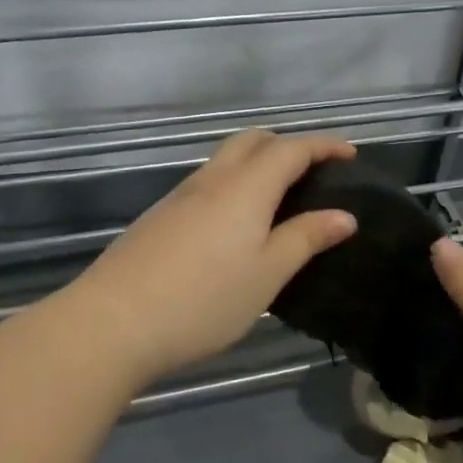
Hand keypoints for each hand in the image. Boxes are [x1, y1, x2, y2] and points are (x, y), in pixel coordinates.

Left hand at [52, 130, 358, 390]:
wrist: (113, 321)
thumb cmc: (204, 300)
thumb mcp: (267, 274)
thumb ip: (306, 238)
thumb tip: (345, 215)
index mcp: (246, 187)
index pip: (291, 149)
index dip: (324, 146)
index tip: (350, 154)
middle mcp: (213, 179)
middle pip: (253, 141)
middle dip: (287, 145)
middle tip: (313, 172)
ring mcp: (181, 196)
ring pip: (226, 160)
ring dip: (258, 163)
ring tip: (280, 198)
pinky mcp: (160, 216)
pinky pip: (208, 182)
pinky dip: (234, 184)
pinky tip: (236, 223)